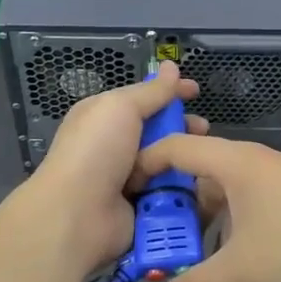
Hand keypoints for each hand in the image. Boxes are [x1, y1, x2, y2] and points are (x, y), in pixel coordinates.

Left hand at [24, 62, 205, 278]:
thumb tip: (170, 66)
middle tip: (204, 130)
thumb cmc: (96, 151)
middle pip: (157, 131)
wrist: (77, 215)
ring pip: (165, 163)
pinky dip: (181, 189)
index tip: (196, 91)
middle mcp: (113, 146)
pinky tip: (200, 184)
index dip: (169, 93)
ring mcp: (126, 179)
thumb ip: (151, 91)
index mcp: (103, 117)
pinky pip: (167, 193)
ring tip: (203, 158)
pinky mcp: (139, 208)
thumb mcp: (122, 108)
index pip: (142, 98)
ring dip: (184, 160)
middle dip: (181, 128)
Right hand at [127, 135, 280, 281]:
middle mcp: (251, 160)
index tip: (121, 190)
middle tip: (146, 228)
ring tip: (179, 246)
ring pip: (222, 186)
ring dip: (200, 213)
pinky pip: (243, 198)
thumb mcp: (242, 272)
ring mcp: (274, 176)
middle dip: (170, 198)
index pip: (176, 148)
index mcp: (234, 162)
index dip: (144, 164)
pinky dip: (225, 218)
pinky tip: (222, 251)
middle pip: (197, 167)